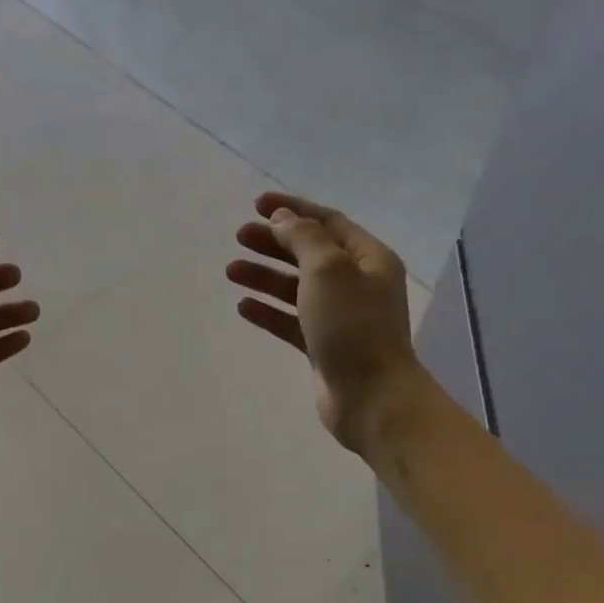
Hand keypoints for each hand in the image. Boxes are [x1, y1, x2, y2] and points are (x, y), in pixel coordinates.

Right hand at [227, 192, 420, 454]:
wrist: (372, 397)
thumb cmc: (353, 325)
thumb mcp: (328, 269)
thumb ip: (303, 238)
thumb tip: (283, 219)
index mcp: (368, 259)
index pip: (327, 222)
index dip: (293, 209)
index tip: (256, 204)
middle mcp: (357, 284)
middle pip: (309, 253)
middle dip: (274, 242)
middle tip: (239, 237)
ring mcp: (341, 317)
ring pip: (297, 287)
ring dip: (265, 276)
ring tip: (231, 271)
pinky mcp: (325, 347)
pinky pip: (292, 321)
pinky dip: (269, 311)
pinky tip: (244, 306)